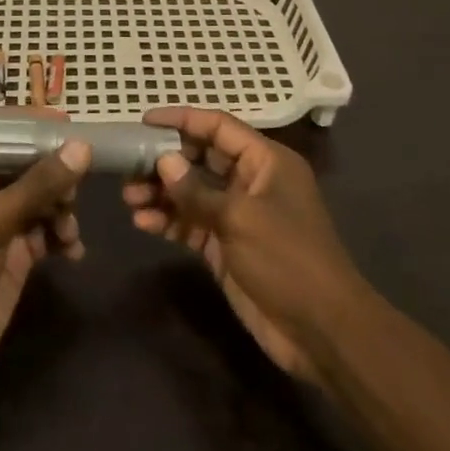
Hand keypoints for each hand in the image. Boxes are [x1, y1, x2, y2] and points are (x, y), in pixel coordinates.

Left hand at [0, 115, 90, 399]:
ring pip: (38, 196)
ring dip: (60, 206)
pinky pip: (45, 231)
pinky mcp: (13, 254)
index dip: (26, 122)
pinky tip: (72, 250)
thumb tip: (81, 147)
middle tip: (76, 182)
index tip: (64, 123)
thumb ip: (37, 185)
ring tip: (68, 227)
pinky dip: (62, 236)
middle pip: (22, 162)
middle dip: (52, 170)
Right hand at [123, 107, 369, 387]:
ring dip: (162, 193)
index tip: (145, 120)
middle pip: (202, 159)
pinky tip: (143, 223)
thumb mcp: (241, 219)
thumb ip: (198, 191)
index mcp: (266, 161)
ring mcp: (238, 216)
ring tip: (129, 198)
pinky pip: (192, 224)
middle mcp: (251, 182)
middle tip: (128, 166)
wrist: (321, 331)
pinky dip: (168, 221)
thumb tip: (163, 161)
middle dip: (165, 160)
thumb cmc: (288, 259)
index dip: (182, 119)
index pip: (219, 127)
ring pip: (192, 193)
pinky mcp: (226, 247)